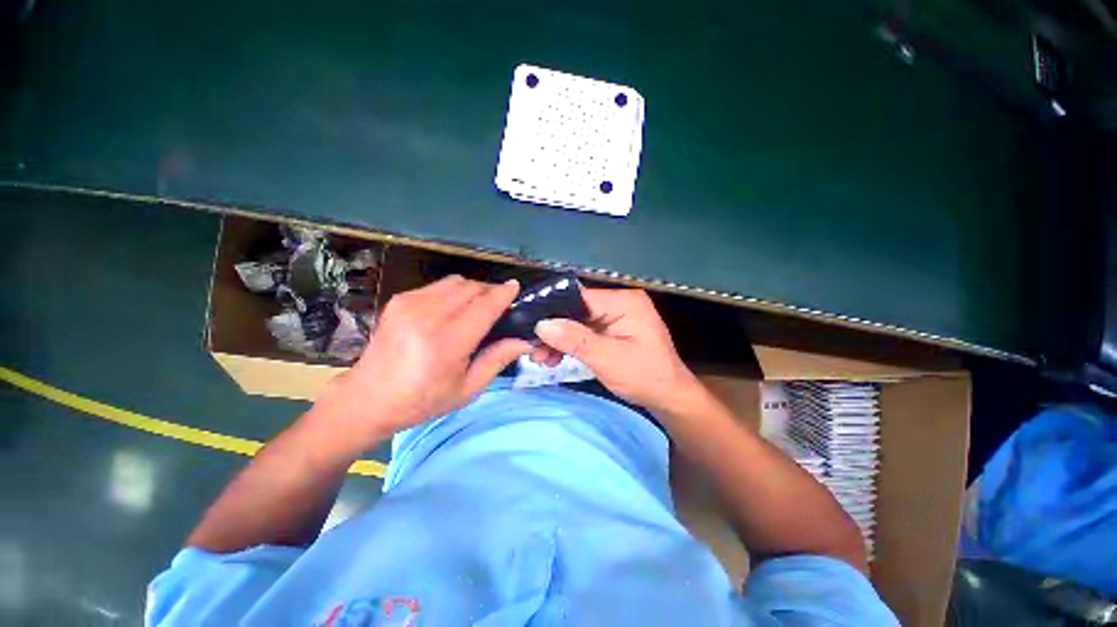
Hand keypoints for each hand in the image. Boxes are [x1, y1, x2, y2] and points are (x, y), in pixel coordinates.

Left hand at [323, 276, 530, 439]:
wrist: (367, 398)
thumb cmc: (422, 400)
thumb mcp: (467, 389)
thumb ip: (497, 360)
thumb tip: (524, 341)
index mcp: (447, 342)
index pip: (485, 305)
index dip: (503, 293)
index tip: (516, 287)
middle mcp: (428, 316)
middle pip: (472, 287)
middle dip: (490, 291)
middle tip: (498, 306)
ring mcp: (410, 304)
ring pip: (456, 282)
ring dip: (472, 290)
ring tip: (476, 307)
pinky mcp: (399, 300)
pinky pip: (437, 286)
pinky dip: (452, 292)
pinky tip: (451, 310)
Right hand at [534, 288, 701, 411]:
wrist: (670, 398)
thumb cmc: (645, 377)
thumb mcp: (608, 359)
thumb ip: (575, 340)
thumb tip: (542, 324)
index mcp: (623, 301)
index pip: (579, 297)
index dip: (553, 311)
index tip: (530, 328)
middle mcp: (619, 303)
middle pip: (576, 310)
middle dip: (553, 330)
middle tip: (533, 350)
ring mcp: (615, 316)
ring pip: (577, 322)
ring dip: (558, 339)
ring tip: (541, 358)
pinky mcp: (612, 330)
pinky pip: (584, 332)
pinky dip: (570, 344)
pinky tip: (555, 357)